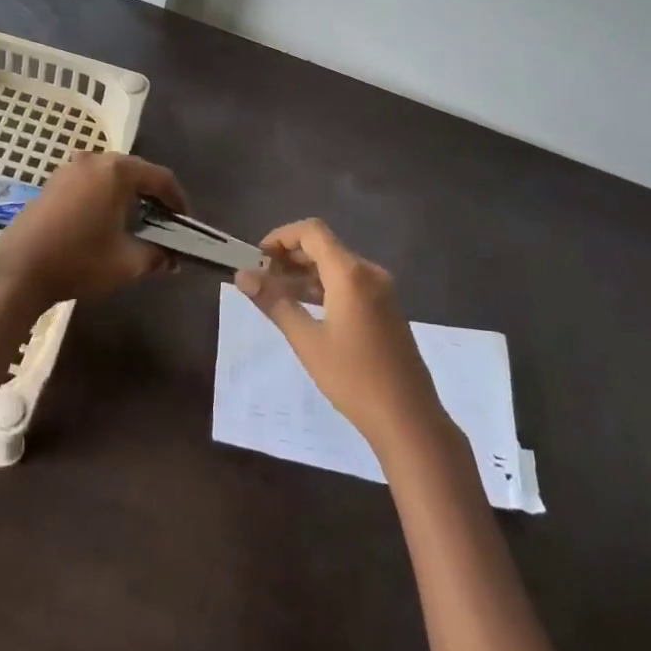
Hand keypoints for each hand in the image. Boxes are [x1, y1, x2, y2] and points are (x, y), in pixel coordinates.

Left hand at [0, 152, 186, 310]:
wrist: (18, 270)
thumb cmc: (79, 261)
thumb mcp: (128, 262)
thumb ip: (157, 255)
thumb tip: (172, 259)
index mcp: (116, 171)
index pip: (160, 177)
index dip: (178, 200)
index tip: (186, 222)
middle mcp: (93, 160)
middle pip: (135, 172)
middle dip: (153, 197)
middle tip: (165, 223)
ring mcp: (69, 169)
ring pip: (111, 177)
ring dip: (128, 197)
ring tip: (138, 224)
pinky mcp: (52, 183)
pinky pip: (90, 183)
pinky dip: (105, 197)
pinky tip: (107, 222)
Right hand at [235, 219, 449, 454]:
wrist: (408, 418)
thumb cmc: (354, 378)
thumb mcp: (307, 341)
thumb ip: (274, 303)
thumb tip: (242, 276)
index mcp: (351, 274)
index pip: (312, 232)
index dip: (281, 237)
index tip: (257, 258)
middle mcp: (369, 273)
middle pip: (324, 246)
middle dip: (290, 256)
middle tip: (261, 278)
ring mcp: (381, 290)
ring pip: (336, 265)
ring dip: (305, 273)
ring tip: (276, 294)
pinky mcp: (385, 307)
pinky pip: (349, 283)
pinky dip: (323, 286)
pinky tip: (305, 308)